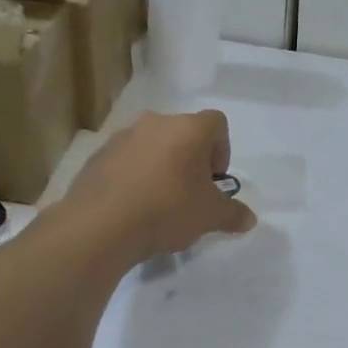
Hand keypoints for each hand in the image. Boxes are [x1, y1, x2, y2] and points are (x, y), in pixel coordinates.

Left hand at [68, 109, 255, 262]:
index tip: (214, 181)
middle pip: (184, 132)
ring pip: (153, 145)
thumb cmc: (167, 209)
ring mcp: (123, 136)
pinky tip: (132, 206)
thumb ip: (233, 214)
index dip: (222, 150)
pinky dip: (134, 176)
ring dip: (161, 166)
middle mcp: (156, 122)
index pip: (217, 123)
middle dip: (191, 159)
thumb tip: (250, 219)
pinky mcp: (97, 156)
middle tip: (190, 193)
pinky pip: (126, 160)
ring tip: (158, 202)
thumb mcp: (210, 216)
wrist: (100, 225)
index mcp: (189, 128)